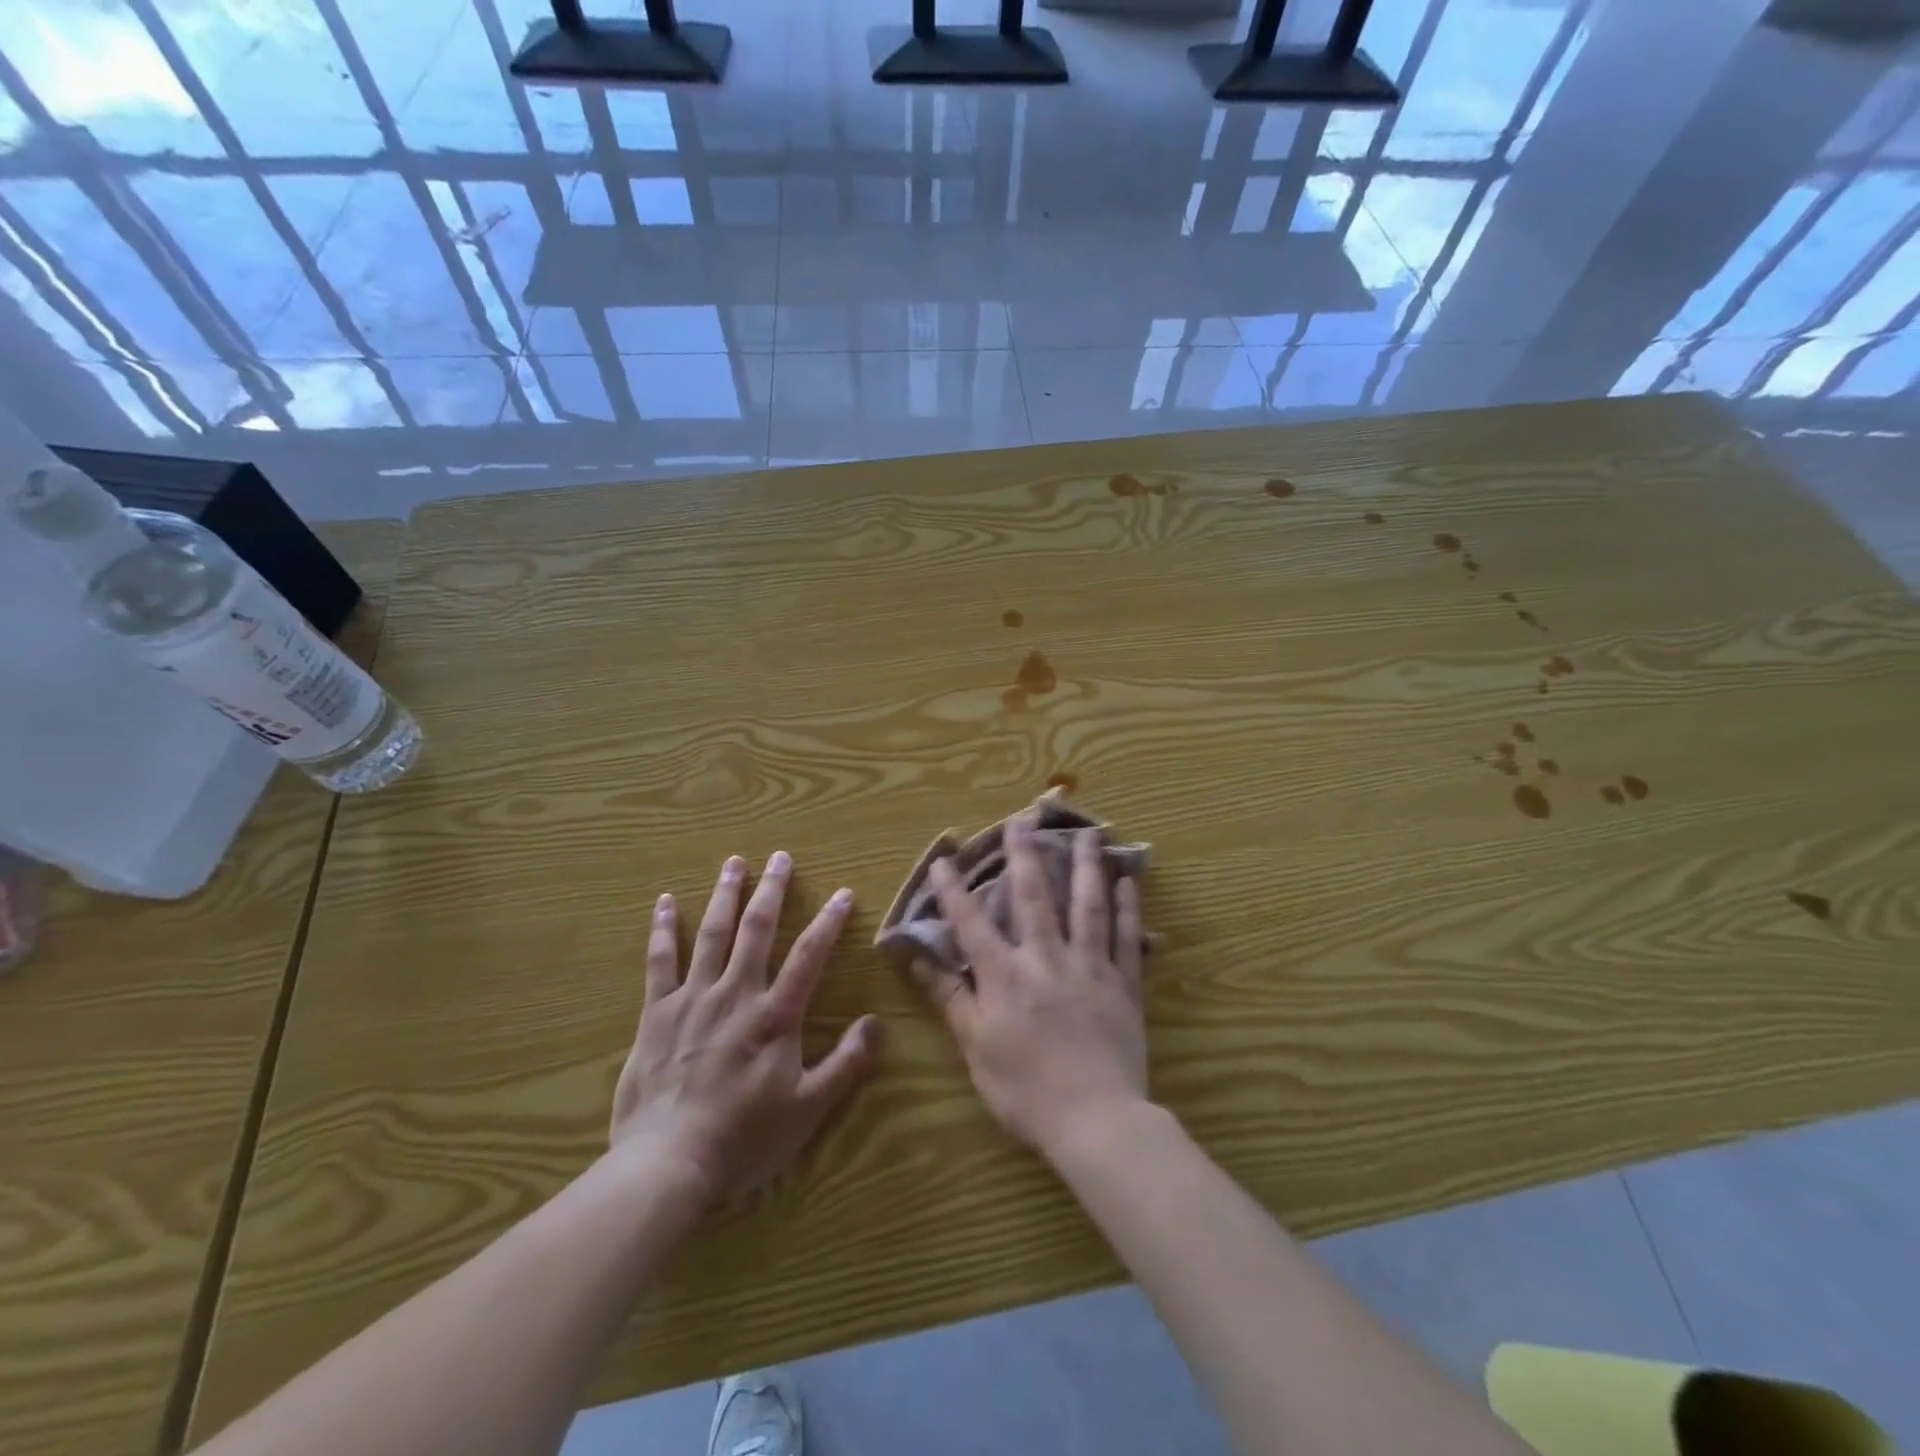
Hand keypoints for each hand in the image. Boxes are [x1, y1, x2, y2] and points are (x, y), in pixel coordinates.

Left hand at [610, 852, 880, 1206]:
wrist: (667, 1163)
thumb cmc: (744, 1138)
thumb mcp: (809, 1109)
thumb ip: (846, 1064)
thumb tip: (877, 1023)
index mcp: (775, 1015)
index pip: (809, 955)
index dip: (829, 921)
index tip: (843, 892)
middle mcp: (736, 994)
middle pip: (757, 931)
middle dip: (771, 890)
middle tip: (780, 857)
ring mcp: (693, 999)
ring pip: (712, 935)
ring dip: (725, 895)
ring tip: (734, 862)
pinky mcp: (657, 1014)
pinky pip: (660, 962)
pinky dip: (664, 929)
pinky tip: (667, 901)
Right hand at [927, 820, 1148, 1157]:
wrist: (1096, 1121)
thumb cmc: (1026, 1091)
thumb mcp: (976, 1049)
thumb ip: (951, 999)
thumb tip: (919, 960)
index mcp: (1006, 976)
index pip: (972, 923)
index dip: (954, 890)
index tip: (944, 858)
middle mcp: (1047, 958)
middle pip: (1035, 897)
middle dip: (1025, 855)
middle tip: (1024, 819)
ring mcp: (1091, 967)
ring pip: (1089, 906)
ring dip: (1088, 866)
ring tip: (1091, 833)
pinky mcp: (1124, 985)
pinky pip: (1128, 938)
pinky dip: (1128, 908)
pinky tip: (1128, 882)